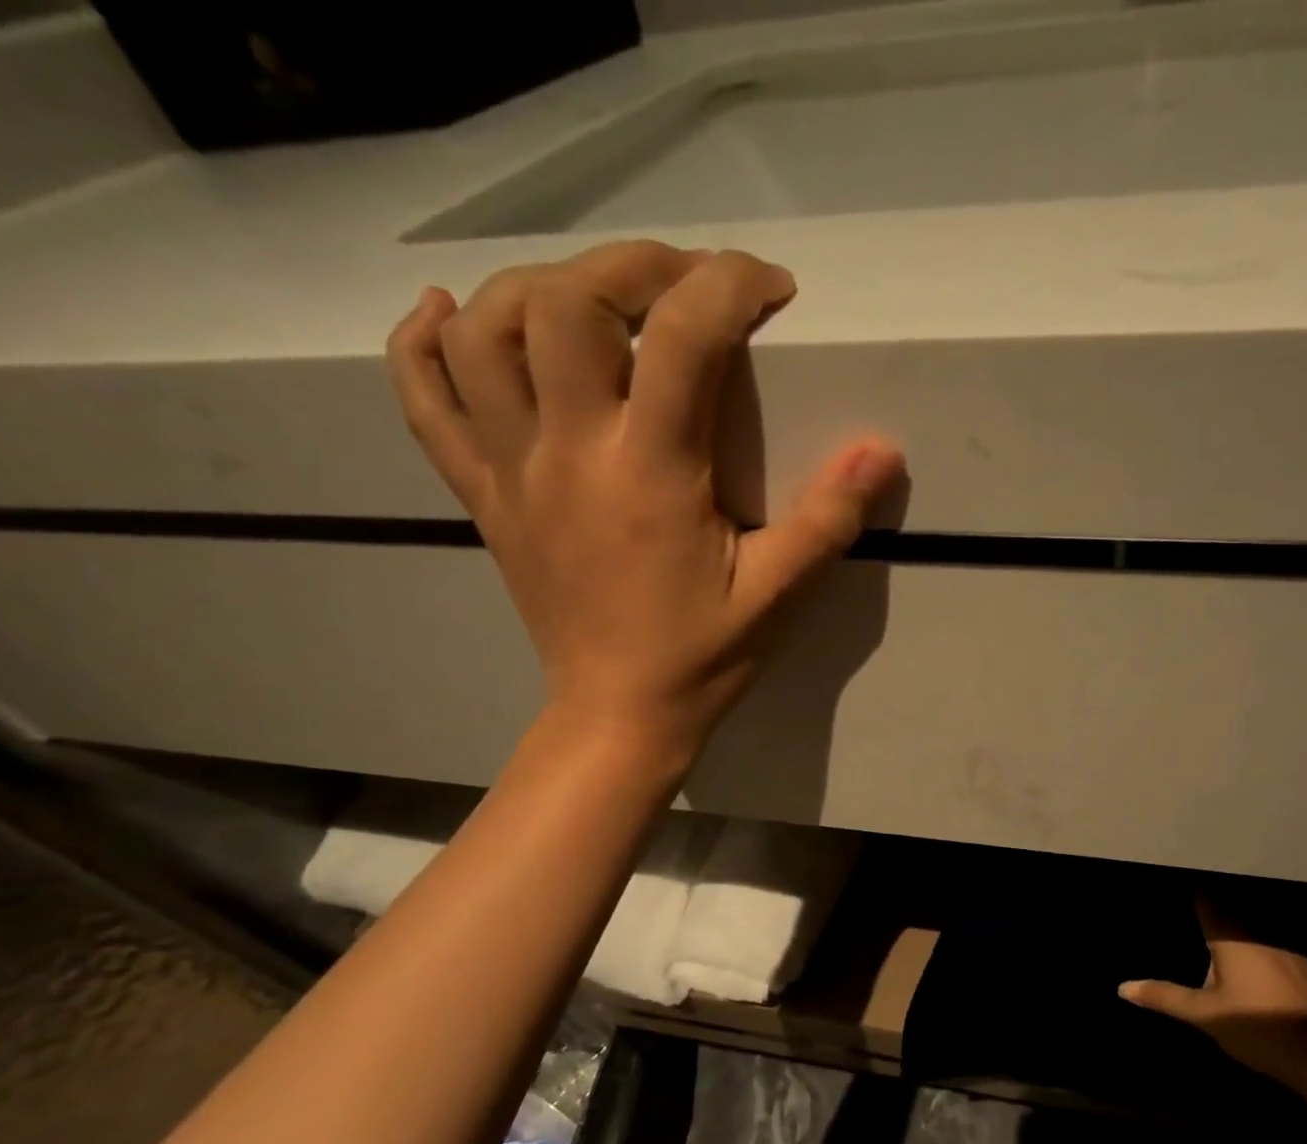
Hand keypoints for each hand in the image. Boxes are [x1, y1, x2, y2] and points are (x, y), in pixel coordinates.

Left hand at [385, 240, 903, 758]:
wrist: (618, 715)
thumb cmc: (701, 658)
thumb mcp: (777, 595)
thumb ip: (828, 519)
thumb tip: (882, 450)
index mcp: (650, 472)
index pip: (682, 336)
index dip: (730, 286)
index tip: (770, 290)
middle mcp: (569, 452)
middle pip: (565, 302)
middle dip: (633, 265)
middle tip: (686, 283)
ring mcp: (512, 471)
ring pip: (483, 333)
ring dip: (535, 286)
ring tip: (593, 296)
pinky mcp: (483, 496)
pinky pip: (424, 401)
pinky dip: (424, 343)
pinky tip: (448, 312)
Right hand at [1120, 901, 1306, 1092]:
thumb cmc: (1256, 1029)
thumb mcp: (1204, 1016)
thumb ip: (1165, 997)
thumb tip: (1122, 987)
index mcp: (1233, 940)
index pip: (1208, 905)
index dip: (1195, 900)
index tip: (1182, 899)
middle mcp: (1261, 936)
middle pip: (1232, 918)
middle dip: (1215, 922)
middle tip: (1196, 931)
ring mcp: (1289, 952)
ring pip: (1256, 936)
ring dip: (1241, 942)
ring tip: (1223, 956)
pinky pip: (1276, 953)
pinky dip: (1263, 959)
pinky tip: (1258, 979)